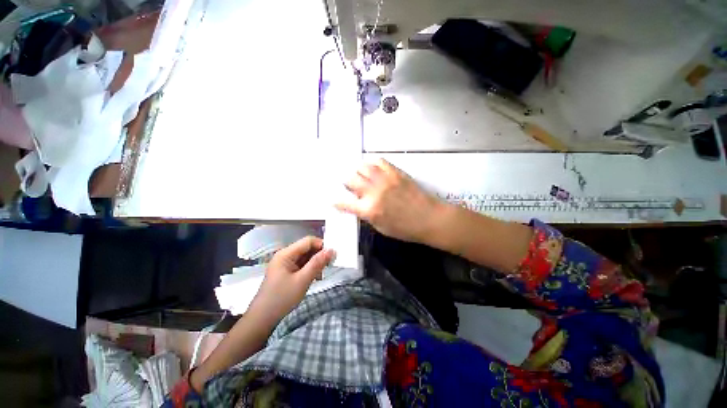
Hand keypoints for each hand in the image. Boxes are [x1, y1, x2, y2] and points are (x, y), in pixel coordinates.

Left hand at [249, 237, 334, 325]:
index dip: (321, 245)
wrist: (262, 319)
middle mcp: (285, 255)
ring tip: (321, 274)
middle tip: (328, 266)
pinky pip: (301, 265)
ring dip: (315, 263)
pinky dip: (309, 269)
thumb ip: (317, 263)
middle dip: (319, 255)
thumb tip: (331, 250)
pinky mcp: (285, 272)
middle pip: (306, 248)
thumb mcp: (303, 280)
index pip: (308, 241)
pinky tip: (314, 278)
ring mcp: (284, 264)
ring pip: (305, 257)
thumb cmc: (282, 298)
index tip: (332, 255)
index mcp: (286, 254)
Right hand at [335, 159, 445, 242]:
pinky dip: (372, 164)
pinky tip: (374, 169)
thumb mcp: (381, 228)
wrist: (429, 218)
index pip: (344, 203)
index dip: (336, 201)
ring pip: (362, 167)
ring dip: (358, 172)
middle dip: (346, 183)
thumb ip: (367, 215)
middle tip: (351, 186)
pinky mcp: (395, 172)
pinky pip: (378, 161)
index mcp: (369, 210)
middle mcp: (374, 192)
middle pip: (350, 179)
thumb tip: (358, 205)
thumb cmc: (405, 229)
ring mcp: (385, 180)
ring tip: (362, 176)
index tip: (334, 200)